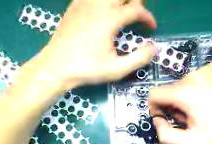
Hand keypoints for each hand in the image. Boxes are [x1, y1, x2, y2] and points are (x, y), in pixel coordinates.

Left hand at [28, 0, 156, 88]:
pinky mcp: (73, 7)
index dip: (147, 17)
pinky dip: (103, 1)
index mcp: (109, 19)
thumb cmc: (88, 70)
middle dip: (135, 1)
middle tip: (139, 15)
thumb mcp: (117, 70)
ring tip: (124, 11)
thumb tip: (154, 48)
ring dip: (120, 0)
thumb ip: (139, 58)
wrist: (56, 68)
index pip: (135, 9)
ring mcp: (83, 3)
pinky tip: (104, 10)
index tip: (152, 28)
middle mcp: (97, 5)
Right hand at [150, 63, 211, 143]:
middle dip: (173, 105)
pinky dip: (195, 90)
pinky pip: (194, 79)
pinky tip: (208, 99)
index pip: (154, 94)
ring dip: (184, 98)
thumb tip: (157, 119)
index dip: (155, 107)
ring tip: (200, 109)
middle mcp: (192, 76)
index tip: (166, 117)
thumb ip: (165, 135)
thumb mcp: (190, 142)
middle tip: (188, 117)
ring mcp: (204, 69)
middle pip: (168, 90)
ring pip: (181, 85)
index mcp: (184, 92)